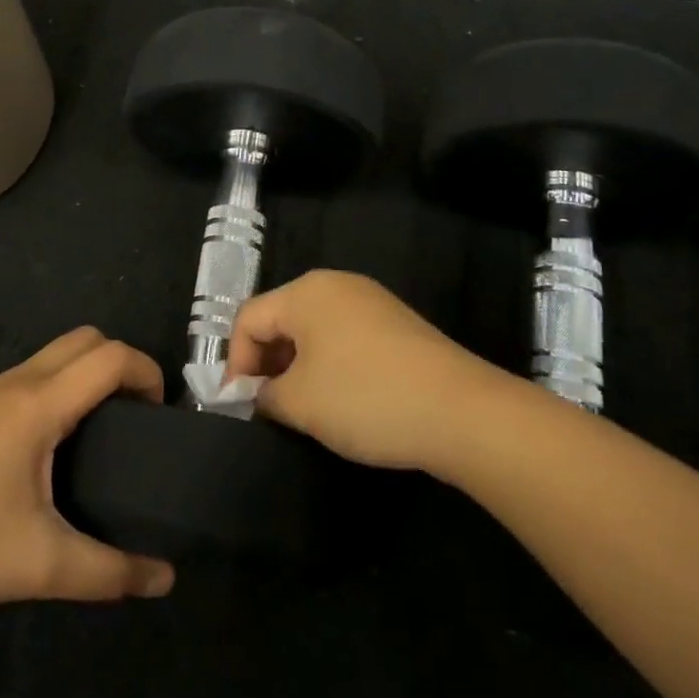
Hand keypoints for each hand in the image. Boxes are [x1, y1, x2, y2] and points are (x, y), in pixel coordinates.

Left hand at [0, 328, 175, 615]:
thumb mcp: (41, 565)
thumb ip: (109, 571)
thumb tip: (165, 578)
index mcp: (39, 404)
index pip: (109, 357)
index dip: (147, 373)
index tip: (161, 415)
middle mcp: (16, 383)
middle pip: (85, 340)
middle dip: (120, 364)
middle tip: (134, 418)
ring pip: (54, 354)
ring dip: (87, 373)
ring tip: (102, 431)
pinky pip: (30, 374)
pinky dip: (59, 386)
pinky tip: (52, 444)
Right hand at [226, 270, 489, 471]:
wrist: (462, 412)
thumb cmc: (366, 398)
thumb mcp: (300, 403)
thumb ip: (264, 394)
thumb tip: (258, 393)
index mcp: (306, 291)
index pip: (249, 318)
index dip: (236, 362)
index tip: (239, 406)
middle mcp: (336, 285)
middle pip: (281, 318)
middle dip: (267, 363)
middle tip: (267, 408)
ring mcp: (371, 302)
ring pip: (314, 330)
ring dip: (298, 367)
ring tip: (302, 409)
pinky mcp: (396, 325)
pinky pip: (345, 338)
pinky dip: (330, 365)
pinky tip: (341, 401)